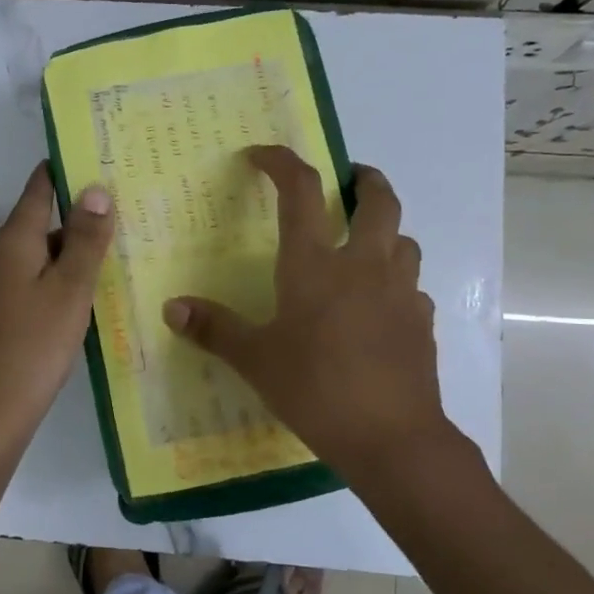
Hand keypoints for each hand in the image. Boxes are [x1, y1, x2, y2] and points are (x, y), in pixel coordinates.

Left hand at [0, 162, 113, 444]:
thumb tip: (93, 189)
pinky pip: (14, 288)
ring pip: (24, 262)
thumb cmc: (34, 346)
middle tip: (110, 232)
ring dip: (55, 263)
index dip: (58, 175)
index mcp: (8, 243)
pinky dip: (39, 288)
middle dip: (67, 229)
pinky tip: (61, 311)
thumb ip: (84, 240)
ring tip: (94, 274)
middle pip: (32, 230)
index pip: (36, 193)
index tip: (83, 163)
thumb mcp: (70, 291)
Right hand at [162, 145, 461, 485]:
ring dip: (385, 230)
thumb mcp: (255, 359)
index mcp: (314, 263)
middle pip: (378, 201)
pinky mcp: (421, 323)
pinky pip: (411, 286)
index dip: (281, 162)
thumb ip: (214, 329)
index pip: (300, 191)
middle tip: (349, 179)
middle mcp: (363, 264)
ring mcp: (400, 292)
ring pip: (403, 240)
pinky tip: (379, 306)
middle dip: (364, 180)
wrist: (391, 437)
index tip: (260, 156)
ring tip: (363, 244)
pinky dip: (396, 281)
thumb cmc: (314, 388)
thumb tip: (172, 307)